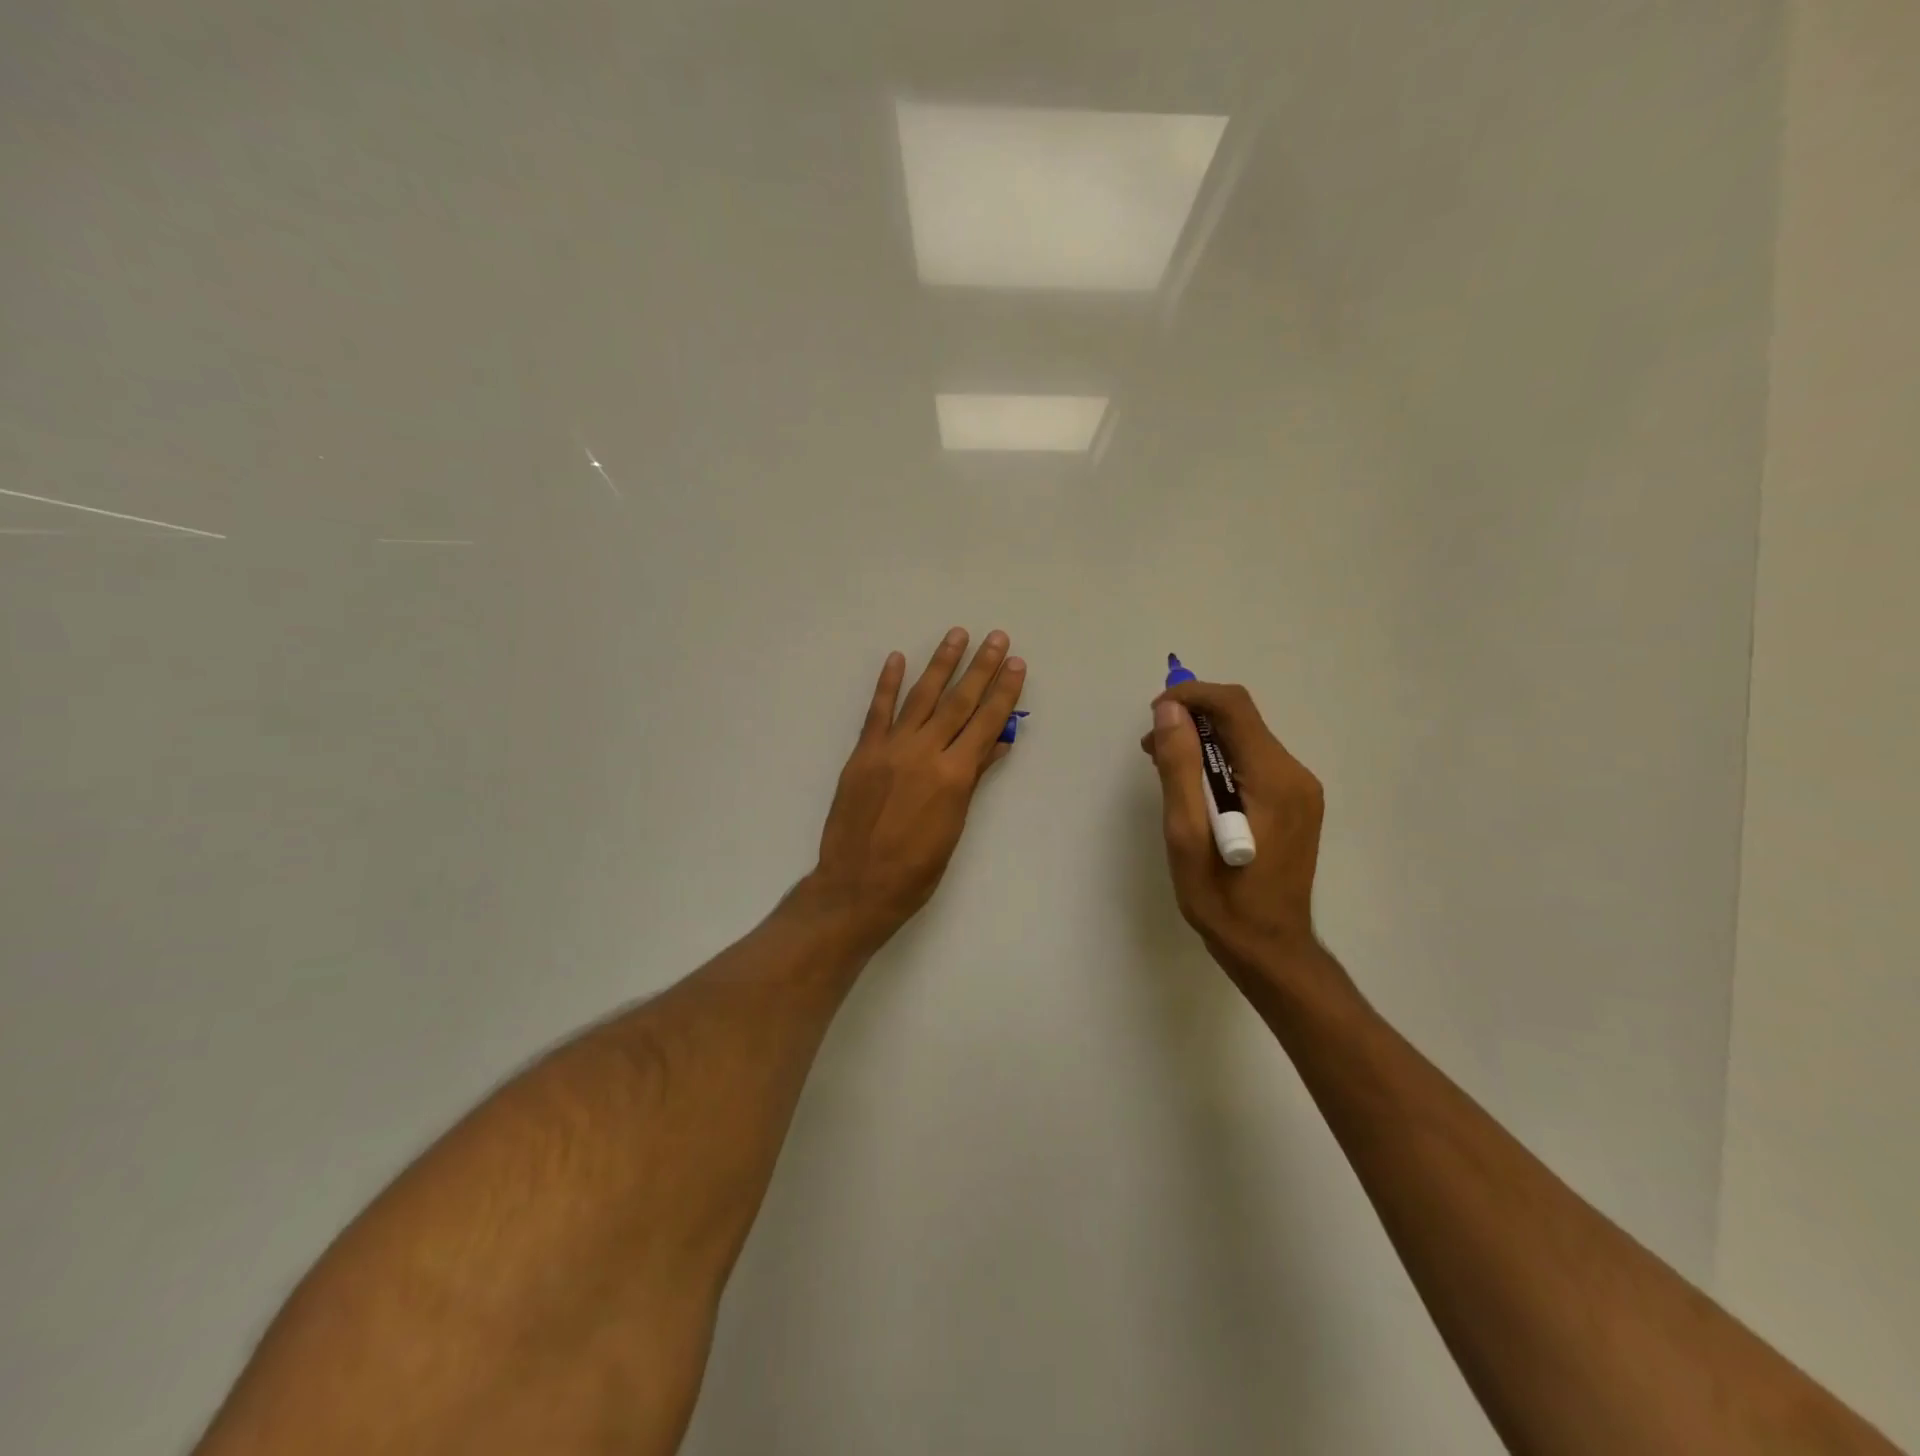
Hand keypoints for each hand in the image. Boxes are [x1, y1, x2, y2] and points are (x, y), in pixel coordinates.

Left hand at [806, 628, 1025, 950]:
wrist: (858, 885)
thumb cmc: (916, 868)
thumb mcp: (954, 826)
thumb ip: (972, 780)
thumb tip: (996, 743)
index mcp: (954, 775)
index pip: (985, 723)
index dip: (1004, 692)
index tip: (1016, 664)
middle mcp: (925, 753)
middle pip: (958, 702)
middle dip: (980, 668)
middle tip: (996, 638)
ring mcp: (890, 749)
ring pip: (920, 697)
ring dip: (940, 664)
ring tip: (956, 635)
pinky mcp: (863, 753)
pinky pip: (877, 712)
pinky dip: (887, 684)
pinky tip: (897, 659)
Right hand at [1140, 680, 1324, 976]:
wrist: (1269, 949)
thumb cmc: (1222, 898)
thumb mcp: (1186, 834)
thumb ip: (1178, 768)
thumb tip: (1169, 711)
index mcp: (1274, 779)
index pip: (1234, 707)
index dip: (1190, 697)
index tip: (1153, 716)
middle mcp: (1296, 775)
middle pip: (1241, 721)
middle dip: (1192, 721)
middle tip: (1150, 750)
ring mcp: (1300, 791)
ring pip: (1245, 742)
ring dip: (1202, 743)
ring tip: (1165, 770)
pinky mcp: (1295, 806)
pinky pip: (1253, 765)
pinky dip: (1218, 764)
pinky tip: (1195, 792)